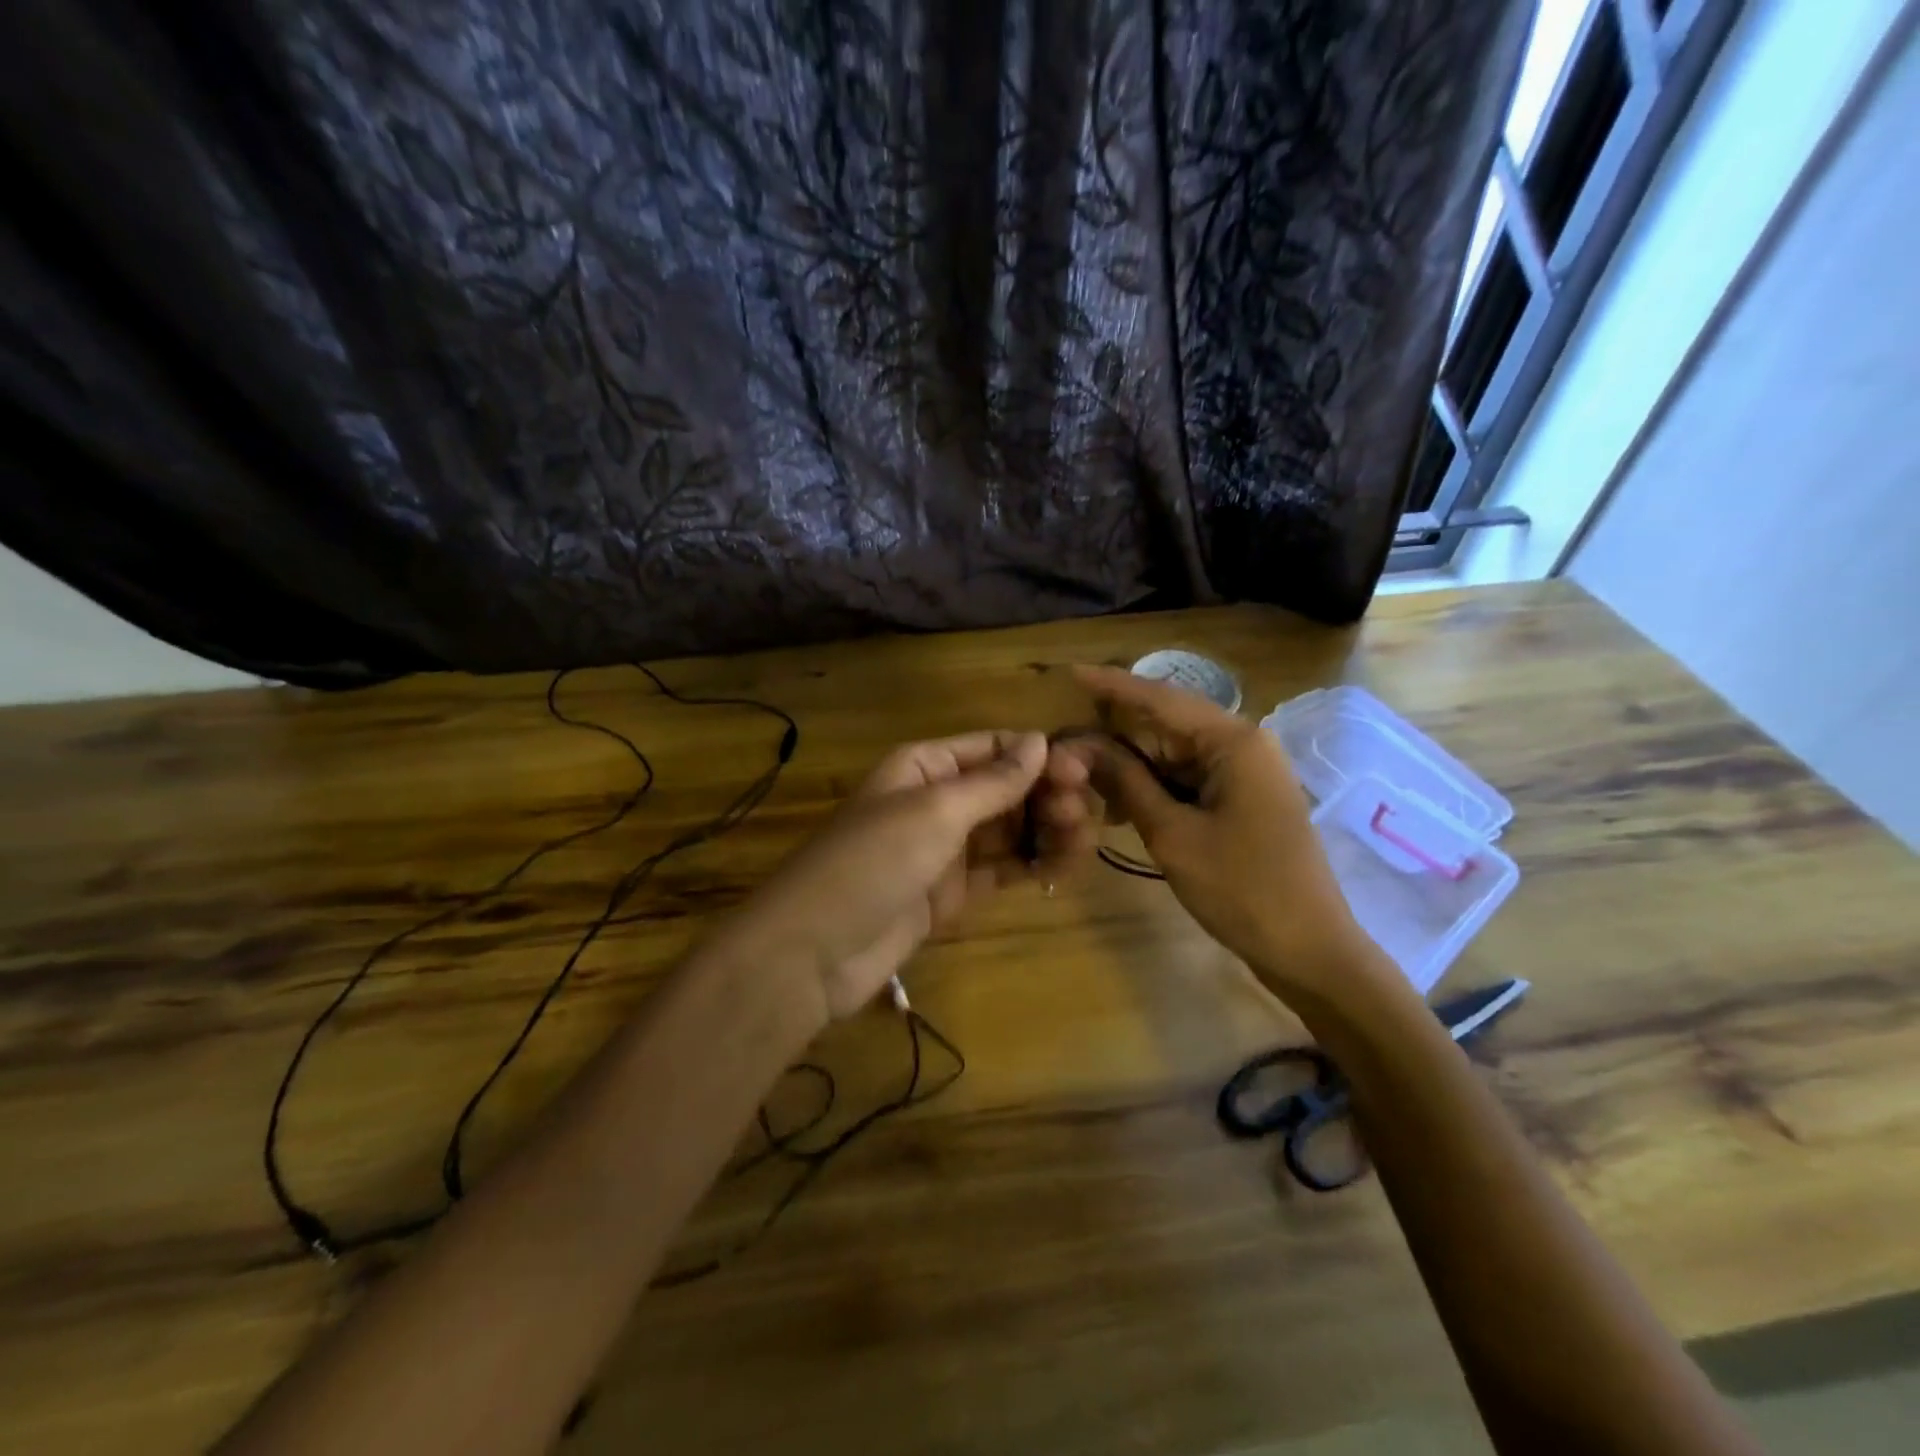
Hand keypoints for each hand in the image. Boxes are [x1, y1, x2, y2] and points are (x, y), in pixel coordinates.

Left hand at [723, 731, 1096, 1021]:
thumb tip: (1040, 739)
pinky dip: (1033, 866)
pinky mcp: (952, 892)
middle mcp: (937, 800)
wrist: (815, 951)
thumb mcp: (935, 812)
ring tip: (1083, 841)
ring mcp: (945, 849)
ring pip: (1009, 830)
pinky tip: (1065, 868)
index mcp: (925, 766)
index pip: (993, 747)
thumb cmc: (873, 862)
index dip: (1038, 755)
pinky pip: (1001, 870)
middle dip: (1047, 795)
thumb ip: (993, 780)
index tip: (1082, 772)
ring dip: (1047, 830)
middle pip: (1006, 788)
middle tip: (1083, 814)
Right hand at [1066, 666, 1371, 998]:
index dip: (1112, 685)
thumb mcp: (1172, 834)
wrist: (1308, 950)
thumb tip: (1079, 746)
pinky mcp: (1242, 799)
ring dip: (1130, 767)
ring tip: (1082, 781)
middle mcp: (1243, 744)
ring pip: (1173, 755)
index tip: (1070, 672)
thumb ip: (1125, 782)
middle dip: (1114, 737)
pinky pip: (1187, 780)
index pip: (1161, 699)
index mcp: (1234, 741)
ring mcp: (1245, 773)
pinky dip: (1153, 788)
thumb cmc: (1242, 888)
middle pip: (1165, 725)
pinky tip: (1120, 807)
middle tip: (1064, 748)